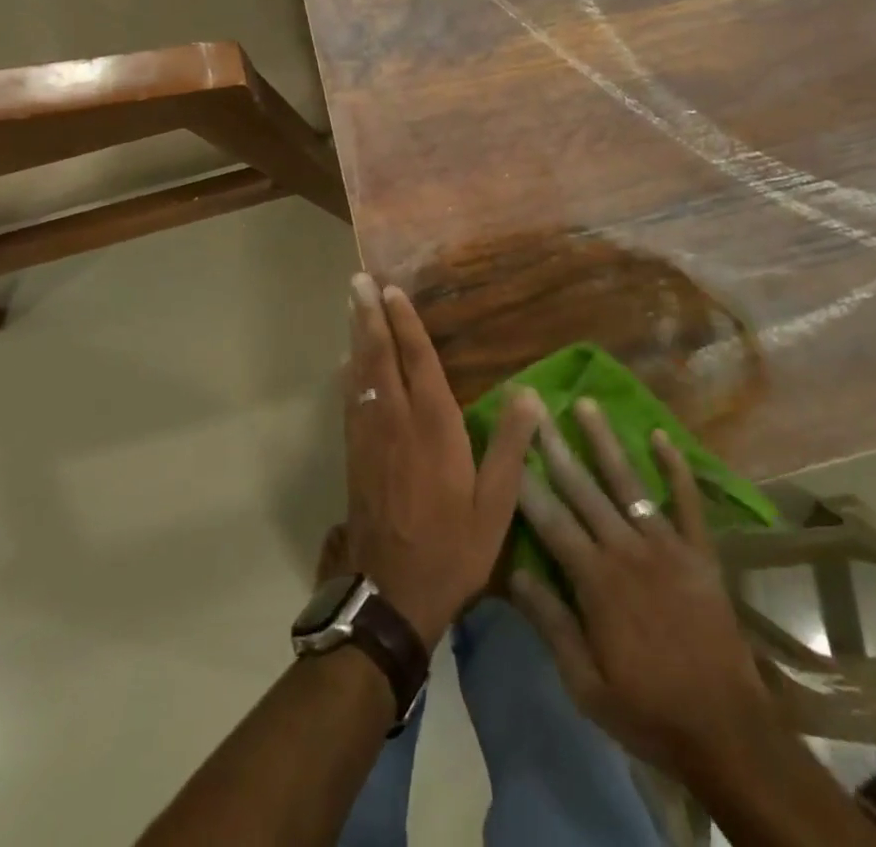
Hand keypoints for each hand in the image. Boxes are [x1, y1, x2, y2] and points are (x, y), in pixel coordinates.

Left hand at [343, 274, 538, 648]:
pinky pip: (350, 399)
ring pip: (360, 372)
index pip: (418, 360)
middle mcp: (396, 420)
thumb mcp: (496, 506)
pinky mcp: (354, 454)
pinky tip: (346, 361)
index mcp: (434, 427)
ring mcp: (370, 436)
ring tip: (351, 304)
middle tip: (358, 280)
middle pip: (380, 355)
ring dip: (356, 335)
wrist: (392, 594)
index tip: (393, 291)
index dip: (405, 323)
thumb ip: (510, 446)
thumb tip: (529, 393)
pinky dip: (348, 371)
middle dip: (369, 315)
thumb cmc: (453, 548)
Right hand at [509, 399, 775, 783]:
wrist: (728, 732)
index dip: (526, 481)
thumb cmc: (649, 711)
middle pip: (584, 489)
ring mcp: (667, 546)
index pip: (551, 520)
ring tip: (586, 403)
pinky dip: (676, 468)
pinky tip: (661, 437)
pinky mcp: (699, 553)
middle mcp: (627, 550)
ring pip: (628, 482)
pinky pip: (687, 502)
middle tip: (536, 406)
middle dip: (556, 445)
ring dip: (605, 441)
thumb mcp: (586, 685)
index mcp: (596, 581)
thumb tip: (514, 573)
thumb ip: (551, 624)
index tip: (508, 444)